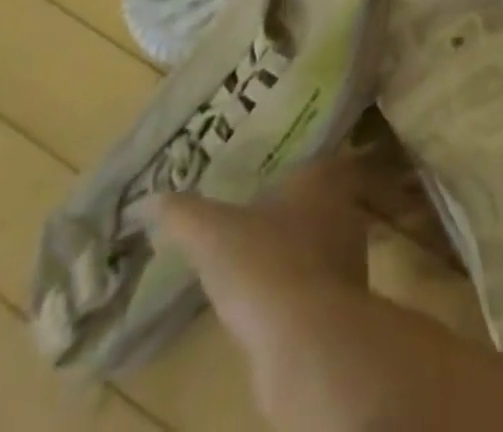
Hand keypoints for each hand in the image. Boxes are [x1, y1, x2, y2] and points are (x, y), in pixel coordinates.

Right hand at [150, 156, 376, 358]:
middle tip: (260, 217)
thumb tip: (151, 199)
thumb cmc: (263, 265)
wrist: (306, 343)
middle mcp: (345, 210)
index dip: (294, 167)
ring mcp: (351, 257)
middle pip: (322, 200)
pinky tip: (272, 302)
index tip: (270, 177)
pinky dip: (299, 291)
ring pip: (323, 243)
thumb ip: (184, 214)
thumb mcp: (212, 234)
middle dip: (295, 209)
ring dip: (298, 252)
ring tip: (261, 260)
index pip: (314, 160)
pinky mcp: (346, 305)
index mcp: (322, 178)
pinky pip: (319, 286)